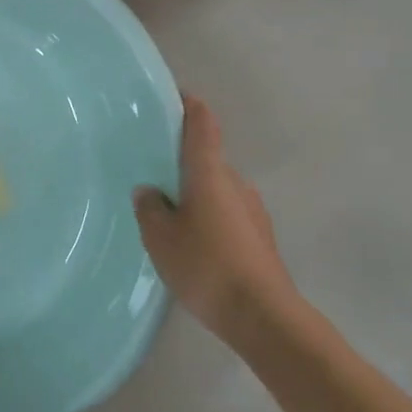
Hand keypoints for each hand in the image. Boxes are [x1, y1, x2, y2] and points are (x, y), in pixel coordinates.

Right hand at [134, 96, 297, 341]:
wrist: (262, 315)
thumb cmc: (206, 265)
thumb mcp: (161, 238)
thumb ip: (150, 208)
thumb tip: (150, 192)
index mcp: (210, 173)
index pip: (203, 125)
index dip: (190, 106)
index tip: (175, 96)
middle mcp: (236, 183)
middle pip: (208, 160)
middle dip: (182, 163)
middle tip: (153, 174)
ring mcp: (253, 210)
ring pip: (217, 190)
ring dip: (196, 195)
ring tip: (168, 216)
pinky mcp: (259, 237)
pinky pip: (226, 215)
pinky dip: (208, 218)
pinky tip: (192, 245)